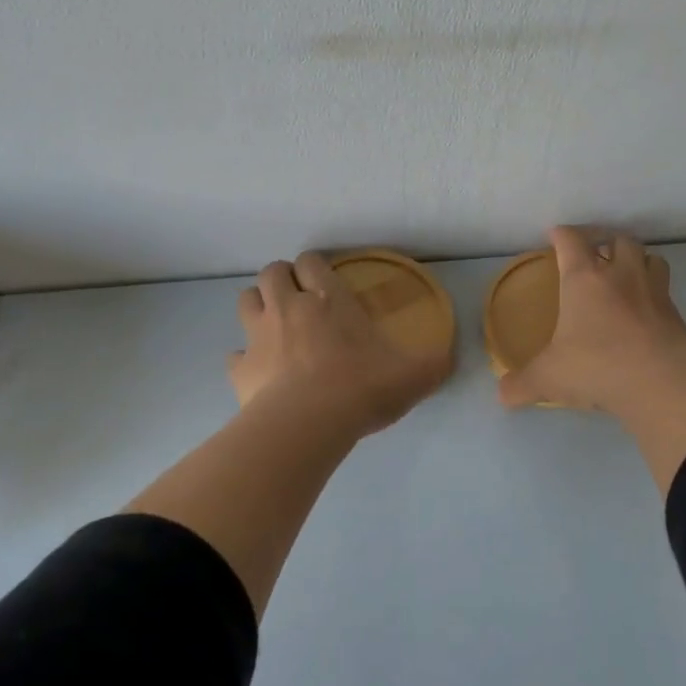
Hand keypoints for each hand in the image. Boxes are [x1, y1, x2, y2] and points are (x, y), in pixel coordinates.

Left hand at [230, 252, 450, 435]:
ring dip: (258, 305)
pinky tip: (259, 371)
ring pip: (246, 300)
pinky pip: (235, 354)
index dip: (315, 265)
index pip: (311, 261)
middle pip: (271, 272)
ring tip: (274, 324)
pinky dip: (245, 358)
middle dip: (282, 278)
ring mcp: (259, 336)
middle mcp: (288, 308)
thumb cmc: (361, 388)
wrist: (308, 424)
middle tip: (298, 298)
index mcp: (328, 299)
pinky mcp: (240, 369)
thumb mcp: (412, 376)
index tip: (324, 278)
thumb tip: (450, 359)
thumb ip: (433, 364)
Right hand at [496, 228, 685, 489]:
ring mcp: (653, 292)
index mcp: (584, 279)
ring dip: (638, 260)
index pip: (572, 241)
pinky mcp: (675, 315)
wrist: (660, 382)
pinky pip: (665, 291)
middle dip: (606, 240)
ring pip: (651, 258)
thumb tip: (503, 395)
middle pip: (618, 239)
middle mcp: (621, 275)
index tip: (555, 235)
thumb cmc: (596, 366)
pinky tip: (645, 311)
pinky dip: (654, 294)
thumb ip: (522, 384)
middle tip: (595, 253)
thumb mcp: (549, 378)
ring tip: (627, 274)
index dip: (562, 234)